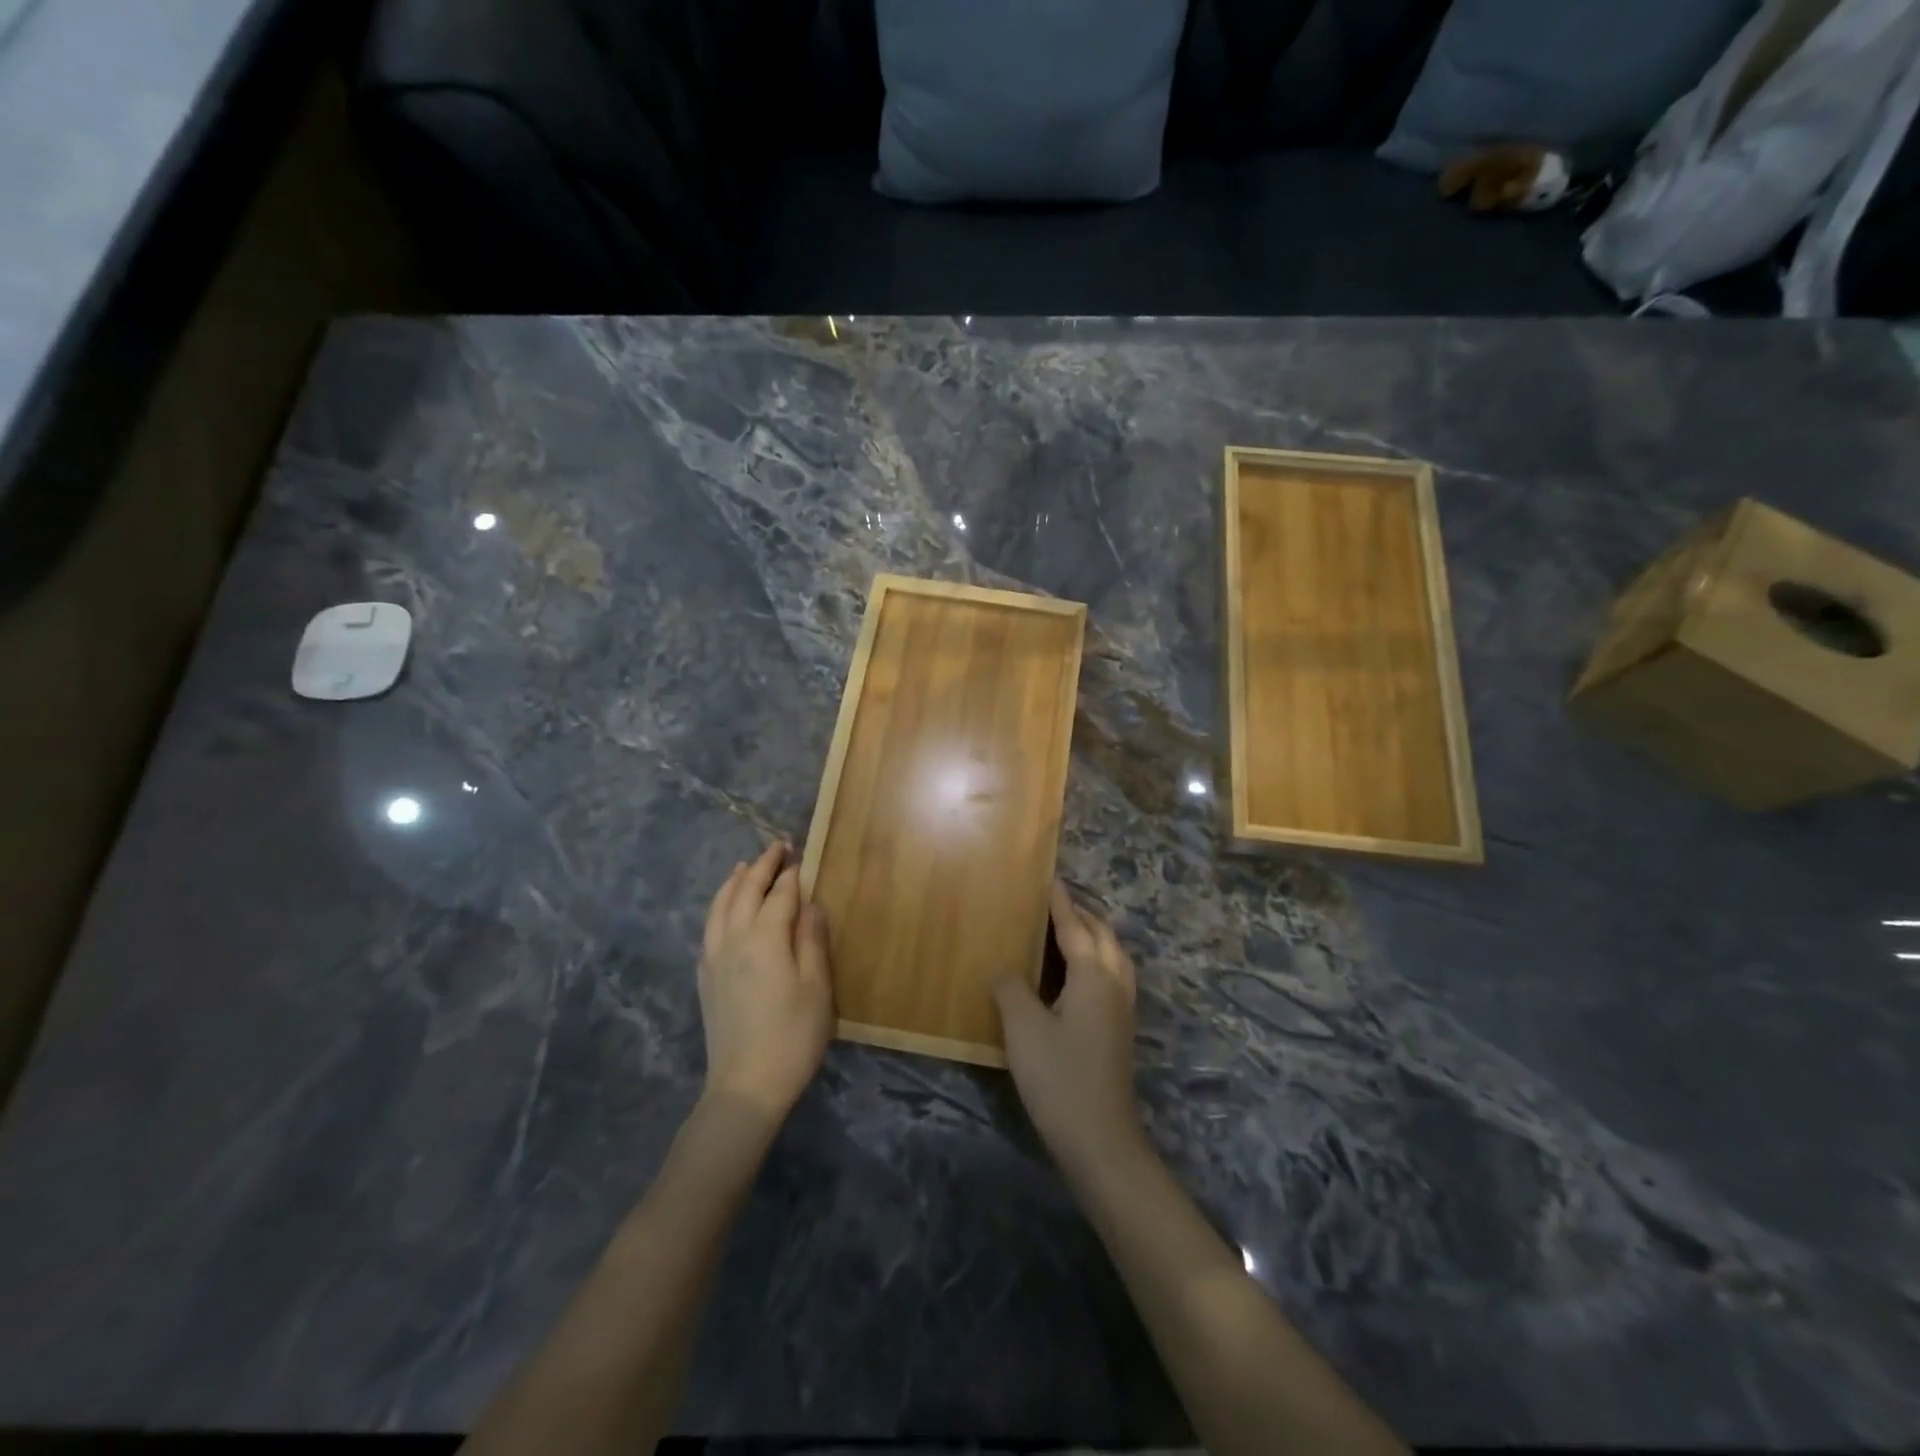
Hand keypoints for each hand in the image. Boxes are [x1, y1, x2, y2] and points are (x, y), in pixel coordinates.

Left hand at [698, 841, 833, 1120]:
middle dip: (762, 867)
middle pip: (745, 891)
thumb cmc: (793, 1037)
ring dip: (734, 881)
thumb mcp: (817, 989)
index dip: (791, 874)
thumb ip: (812, 941)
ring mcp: (714, 957)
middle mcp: (734, 939)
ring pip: (720, 906)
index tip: (799, 855)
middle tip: (776, 848)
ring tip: (745, 866)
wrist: (745, 1086)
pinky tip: (725, 908)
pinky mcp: (705, 976)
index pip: (779, 895)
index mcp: (765, 940)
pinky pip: (710, 925)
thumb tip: (809, 905)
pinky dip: (719, 905)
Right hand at [993, 882, 1143, 1172]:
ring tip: (1070, 930)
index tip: (1051, 878)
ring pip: (1115, 956)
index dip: (1061, 903)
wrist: (1100, 1139)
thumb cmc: (1059, 1077)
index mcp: (1094, 975)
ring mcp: (1122, 1009)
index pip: (1075, 927)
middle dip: (1083, 913)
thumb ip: (1012, 989)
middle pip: (1104, 935)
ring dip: (1095, 935)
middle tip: (1057, 901)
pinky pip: (1114, 975)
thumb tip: (1005, 970)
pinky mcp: (1120, 1030)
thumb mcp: (1023, 1029)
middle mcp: (1115, 984)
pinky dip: (1099, 959)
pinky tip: (1077, 974)